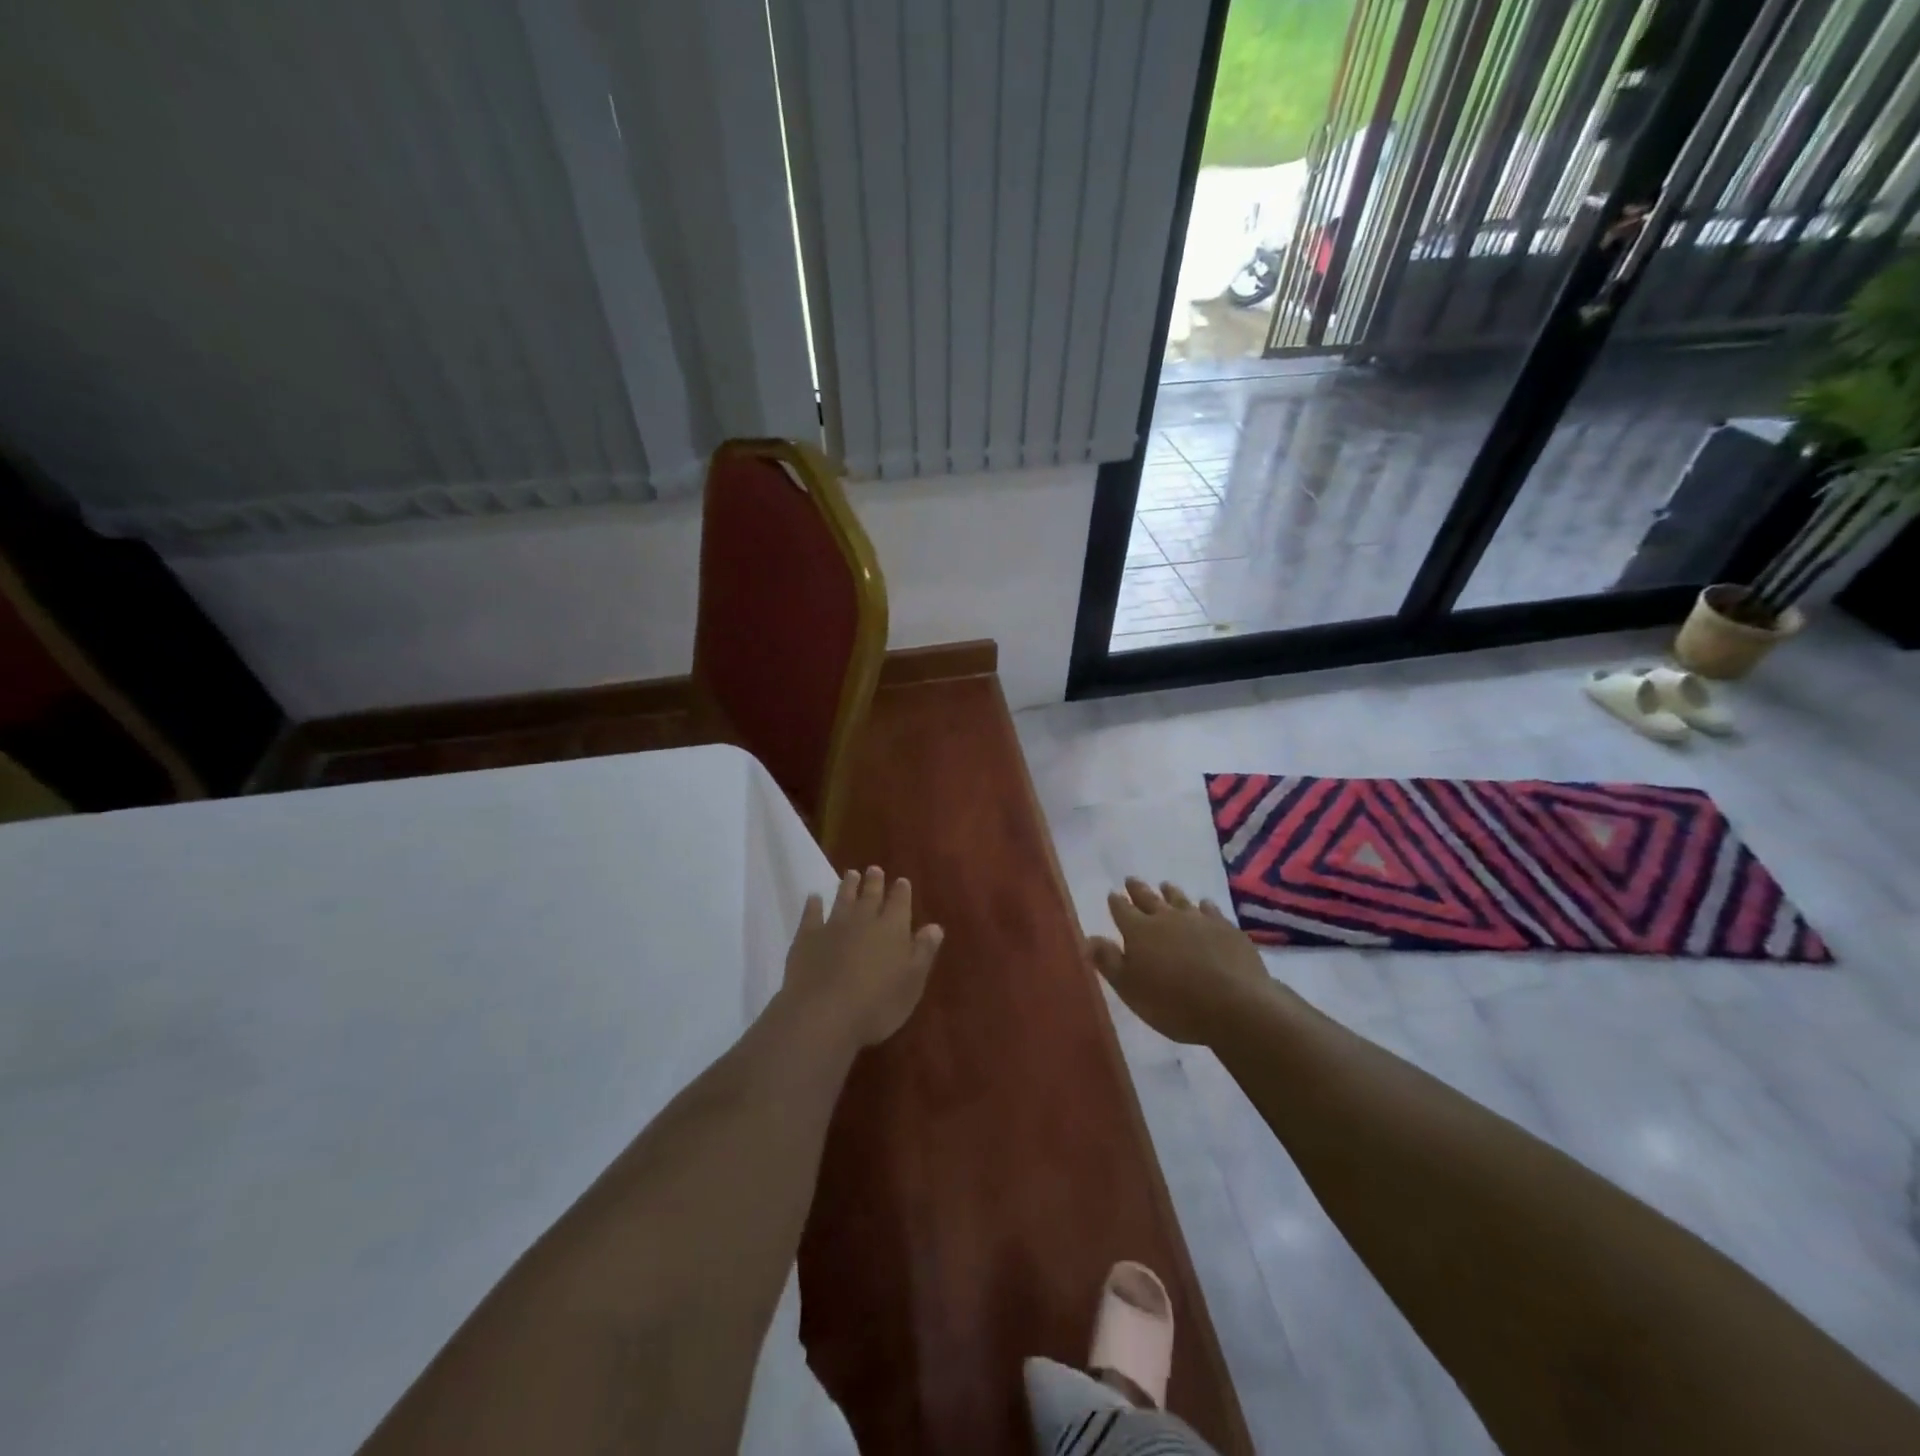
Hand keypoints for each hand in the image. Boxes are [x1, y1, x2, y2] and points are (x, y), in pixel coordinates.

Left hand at [781, 866, 943, 1047]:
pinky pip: (811, 914)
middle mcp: (864, 920)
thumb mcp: (912, 983)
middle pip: (870, 895)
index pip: (900, 902)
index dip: (901, 891)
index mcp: (893, 928)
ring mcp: (833, 926)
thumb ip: (923, 952)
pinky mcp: (807, 937)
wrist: (823, 1014)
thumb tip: (935, 926)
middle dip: (874, 881)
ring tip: (850, 874)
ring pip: (843, 899)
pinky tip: (813, 897)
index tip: (901, 880)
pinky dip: (813, 904)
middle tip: (874, 869)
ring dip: (847, 886)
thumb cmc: (877, 1005)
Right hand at [1087, 878, 1273, 1045]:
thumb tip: (1089, 938)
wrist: (1234, 1005)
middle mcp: (1167, 918)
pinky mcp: (1227, 929)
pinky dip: (1204, 906)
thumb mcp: (1130, 989)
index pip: (1122, 911)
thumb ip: (1109, 962)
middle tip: (1131, 879)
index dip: (1115, 902)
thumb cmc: (1173, 1003)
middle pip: (1149, 899)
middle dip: (1138, 890)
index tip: (1112, 894)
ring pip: (1180, 900)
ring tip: (1165, 885)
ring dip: (1171, 893)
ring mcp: (1199, 920)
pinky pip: (1211, 910)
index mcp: (1139, 931)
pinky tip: (1205, 905)